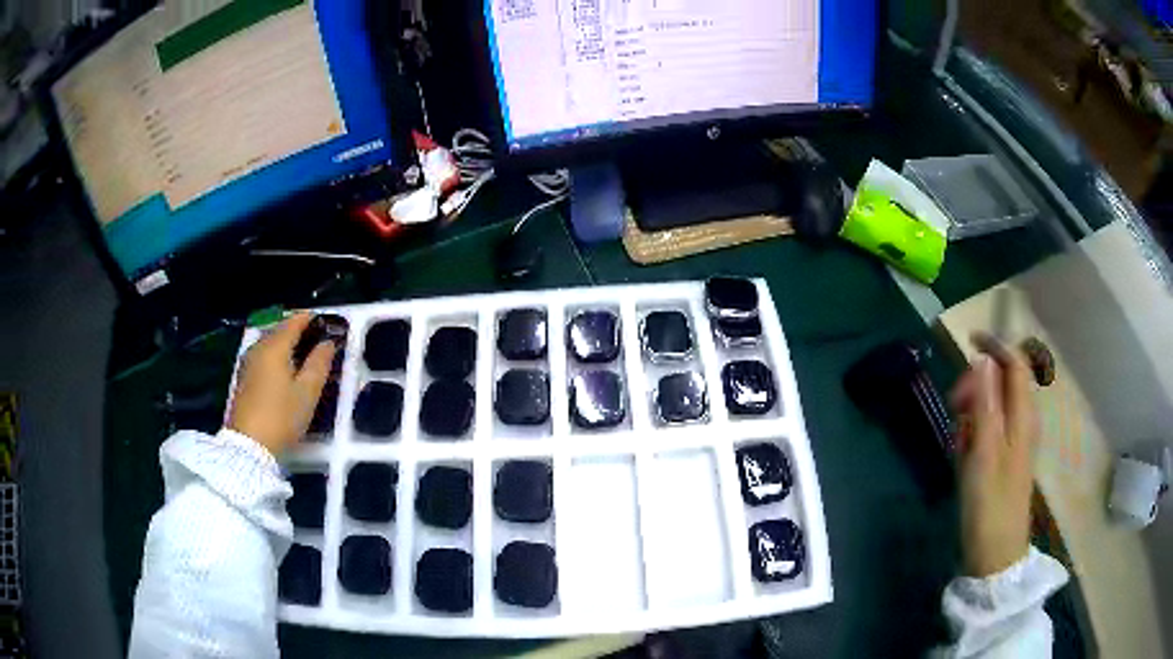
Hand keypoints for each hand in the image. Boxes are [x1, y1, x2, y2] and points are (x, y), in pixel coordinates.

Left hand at [227, 313, 335, 457]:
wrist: (248, 446)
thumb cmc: (281, 417)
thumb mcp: (307, 393)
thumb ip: (319, 364)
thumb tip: (328, 343)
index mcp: (275, 347)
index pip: (294, 322)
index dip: (311, 318)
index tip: (326, 321)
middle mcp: (258, 348)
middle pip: (279, 329)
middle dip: (298, 330)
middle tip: (317, 338)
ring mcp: (248, 363)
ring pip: (269, 343)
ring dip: (286, 343)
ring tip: (303, 354)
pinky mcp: (243, 379)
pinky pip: (263, 356)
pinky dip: (276, 355)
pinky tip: (284, 369)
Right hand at [950, 332, 1039, 577]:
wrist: (996, 554)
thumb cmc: (990, 503)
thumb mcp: (984, 452)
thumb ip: (986, 404)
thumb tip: (984, 360)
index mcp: (1022, 416)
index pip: (1015, 364)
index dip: (996, 346)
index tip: (969, 340)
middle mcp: (1023, 421)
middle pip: (1003, 382)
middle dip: (978, 385)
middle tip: (955, 406)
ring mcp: (1015, 441)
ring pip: (994, 407)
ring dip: (973, 412)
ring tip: (958, 439)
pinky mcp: (1005, 459)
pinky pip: (990, 430)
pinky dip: (974, 433)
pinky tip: (963, 454)